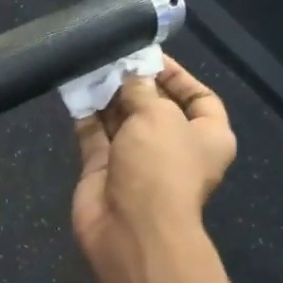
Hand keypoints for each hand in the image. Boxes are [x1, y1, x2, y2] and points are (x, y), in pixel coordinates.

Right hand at [72, 56, 236, 282]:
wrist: (131, 228)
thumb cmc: (160, 167)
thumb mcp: (159, 116)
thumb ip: (141, 90)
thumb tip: (129, 75)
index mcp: (207, 136)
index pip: (199, 97)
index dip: (176, 75)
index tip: (148, 55)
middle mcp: (173, 147)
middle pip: (155, 106)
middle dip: (134, 82)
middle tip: (112, 56)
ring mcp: (136, 160)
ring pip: (121, 120)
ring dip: (107, 95)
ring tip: (90, 66)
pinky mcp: (104, 170)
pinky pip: (94, 136)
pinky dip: (85, 115)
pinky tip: (74, 90)